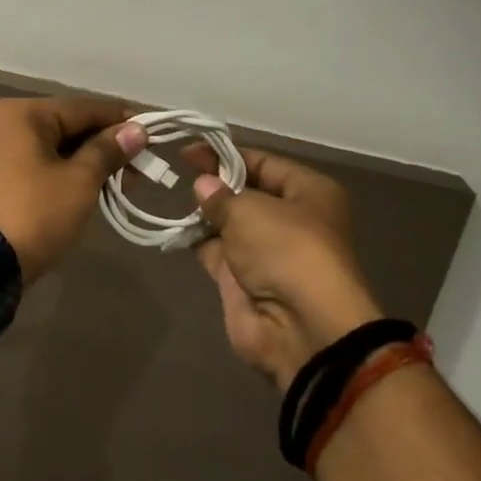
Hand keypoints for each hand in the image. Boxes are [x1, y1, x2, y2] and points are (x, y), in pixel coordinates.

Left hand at [0, 97, 145, 282]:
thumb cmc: (35, 212)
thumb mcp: (79, 181)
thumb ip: (108, 151)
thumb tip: (137, 130)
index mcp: (23, 113)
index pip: (83, 108)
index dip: (121, 119)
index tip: (154, 130)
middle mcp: (7, 122)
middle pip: (69, 125)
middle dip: (107, 145)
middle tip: (143, 166)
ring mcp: (0, 150)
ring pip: (57, 147)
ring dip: (90, 162)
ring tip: (125, 182)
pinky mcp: (0, 177)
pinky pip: (42, 164)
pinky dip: (69, 173)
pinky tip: (96, 188)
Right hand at [188, 150, 384, 390]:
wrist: (300, 330)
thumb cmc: (286, 250)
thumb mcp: (249, 210)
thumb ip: (220, 194)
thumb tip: (203, 186)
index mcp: (309, 193)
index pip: (262, 162)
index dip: (226, 154)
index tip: (189, 151)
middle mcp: (291, 219)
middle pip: (246, 191)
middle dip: (214, 183)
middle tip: (178, 171)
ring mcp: (266, 251)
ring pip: (229, 221)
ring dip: (204, 211)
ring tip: (171, 194)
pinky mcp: (244, 279)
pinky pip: (216, 249)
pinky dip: (196, 239)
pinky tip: (174, 225)